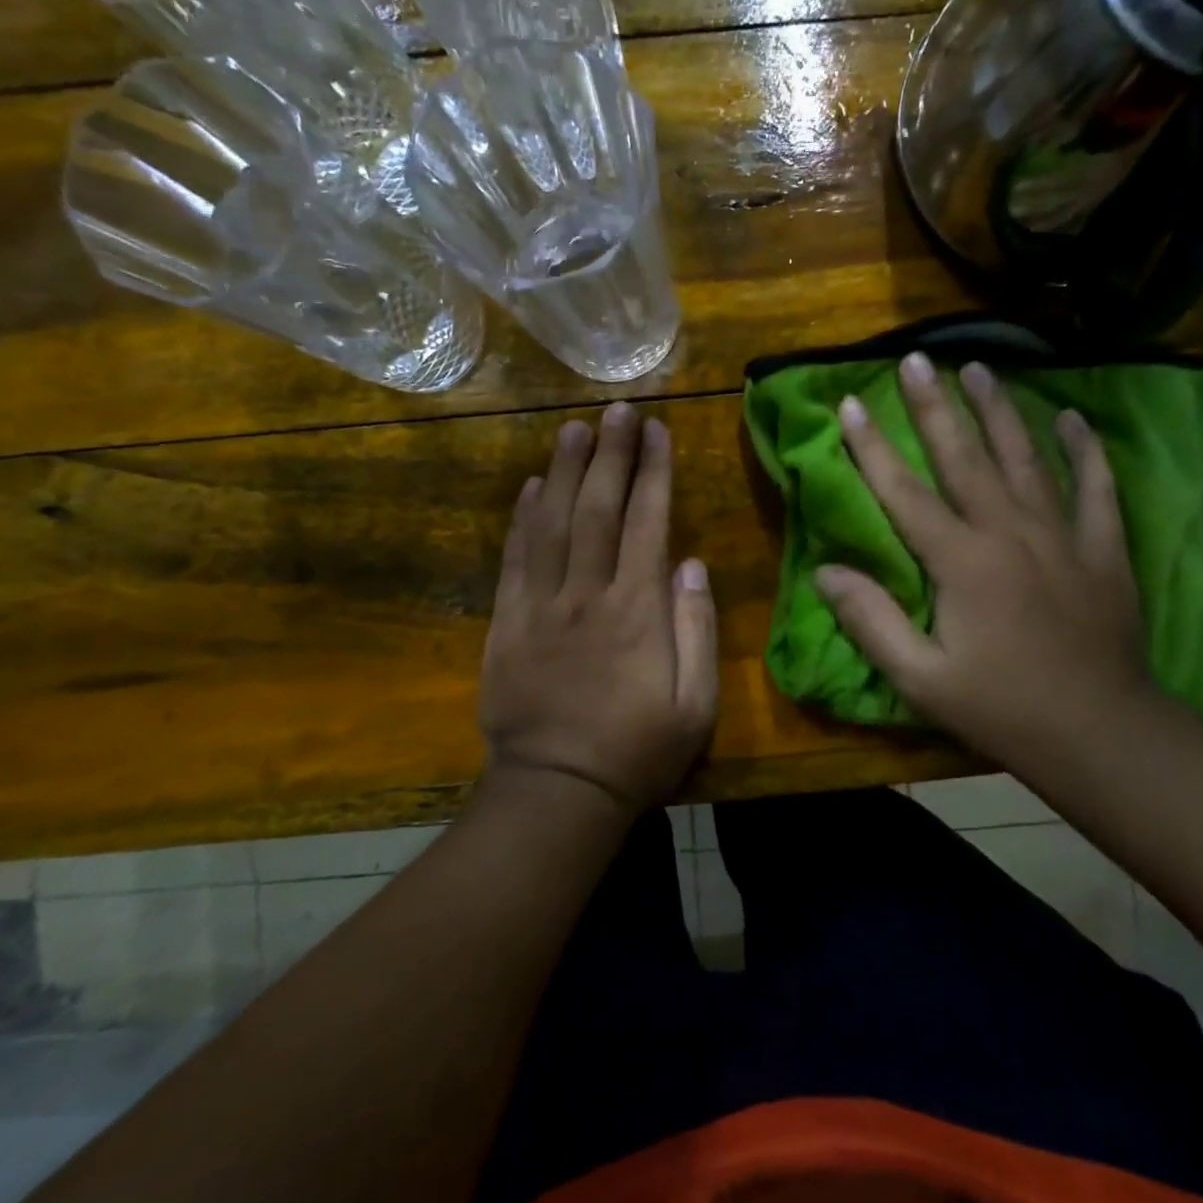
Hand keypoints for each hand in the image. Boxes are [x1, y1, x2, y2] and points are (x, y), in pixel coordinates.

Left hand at [479, 403, 718, 813]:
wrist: (557, 792)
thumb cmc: (637, 751)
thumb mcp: (695, 704)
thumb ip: (696, 628)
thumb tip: (692, 563)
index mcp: (637, 610)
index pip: (647, 522)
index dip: (652, 472)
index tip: (656, 430)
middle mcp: (587, 594)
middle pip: (597, 508)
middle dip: (609, 454)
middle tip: (616, 409)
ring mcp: (540, 606)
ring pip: (550, 523)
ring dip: (562, 471)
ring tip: (571, 428)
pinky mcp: (506, 624)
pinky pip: (514, 560)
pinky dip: (521, 519)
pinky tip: (528, 487)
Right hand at [814, 353, 1160, 766]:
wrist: (1102, 736)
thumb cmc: (1002, 709)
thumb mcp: (921, 679)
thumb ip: (870, 621)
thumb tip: (825, 571)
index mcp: (961, 562)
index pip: (903, 492)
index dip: (871, 447)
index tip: (849, 403)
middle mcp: (1009, 533)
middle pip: (965, 457)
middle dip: (935, 406)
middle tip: (916, 359)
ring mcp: (1062, 537)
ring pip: (1026, 458)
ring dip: (1000, 411)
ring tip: (980, 368)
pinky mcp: (1103, 550)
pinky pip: (1095, 488)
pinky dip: (1084, 450)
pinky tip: (1072, 417)